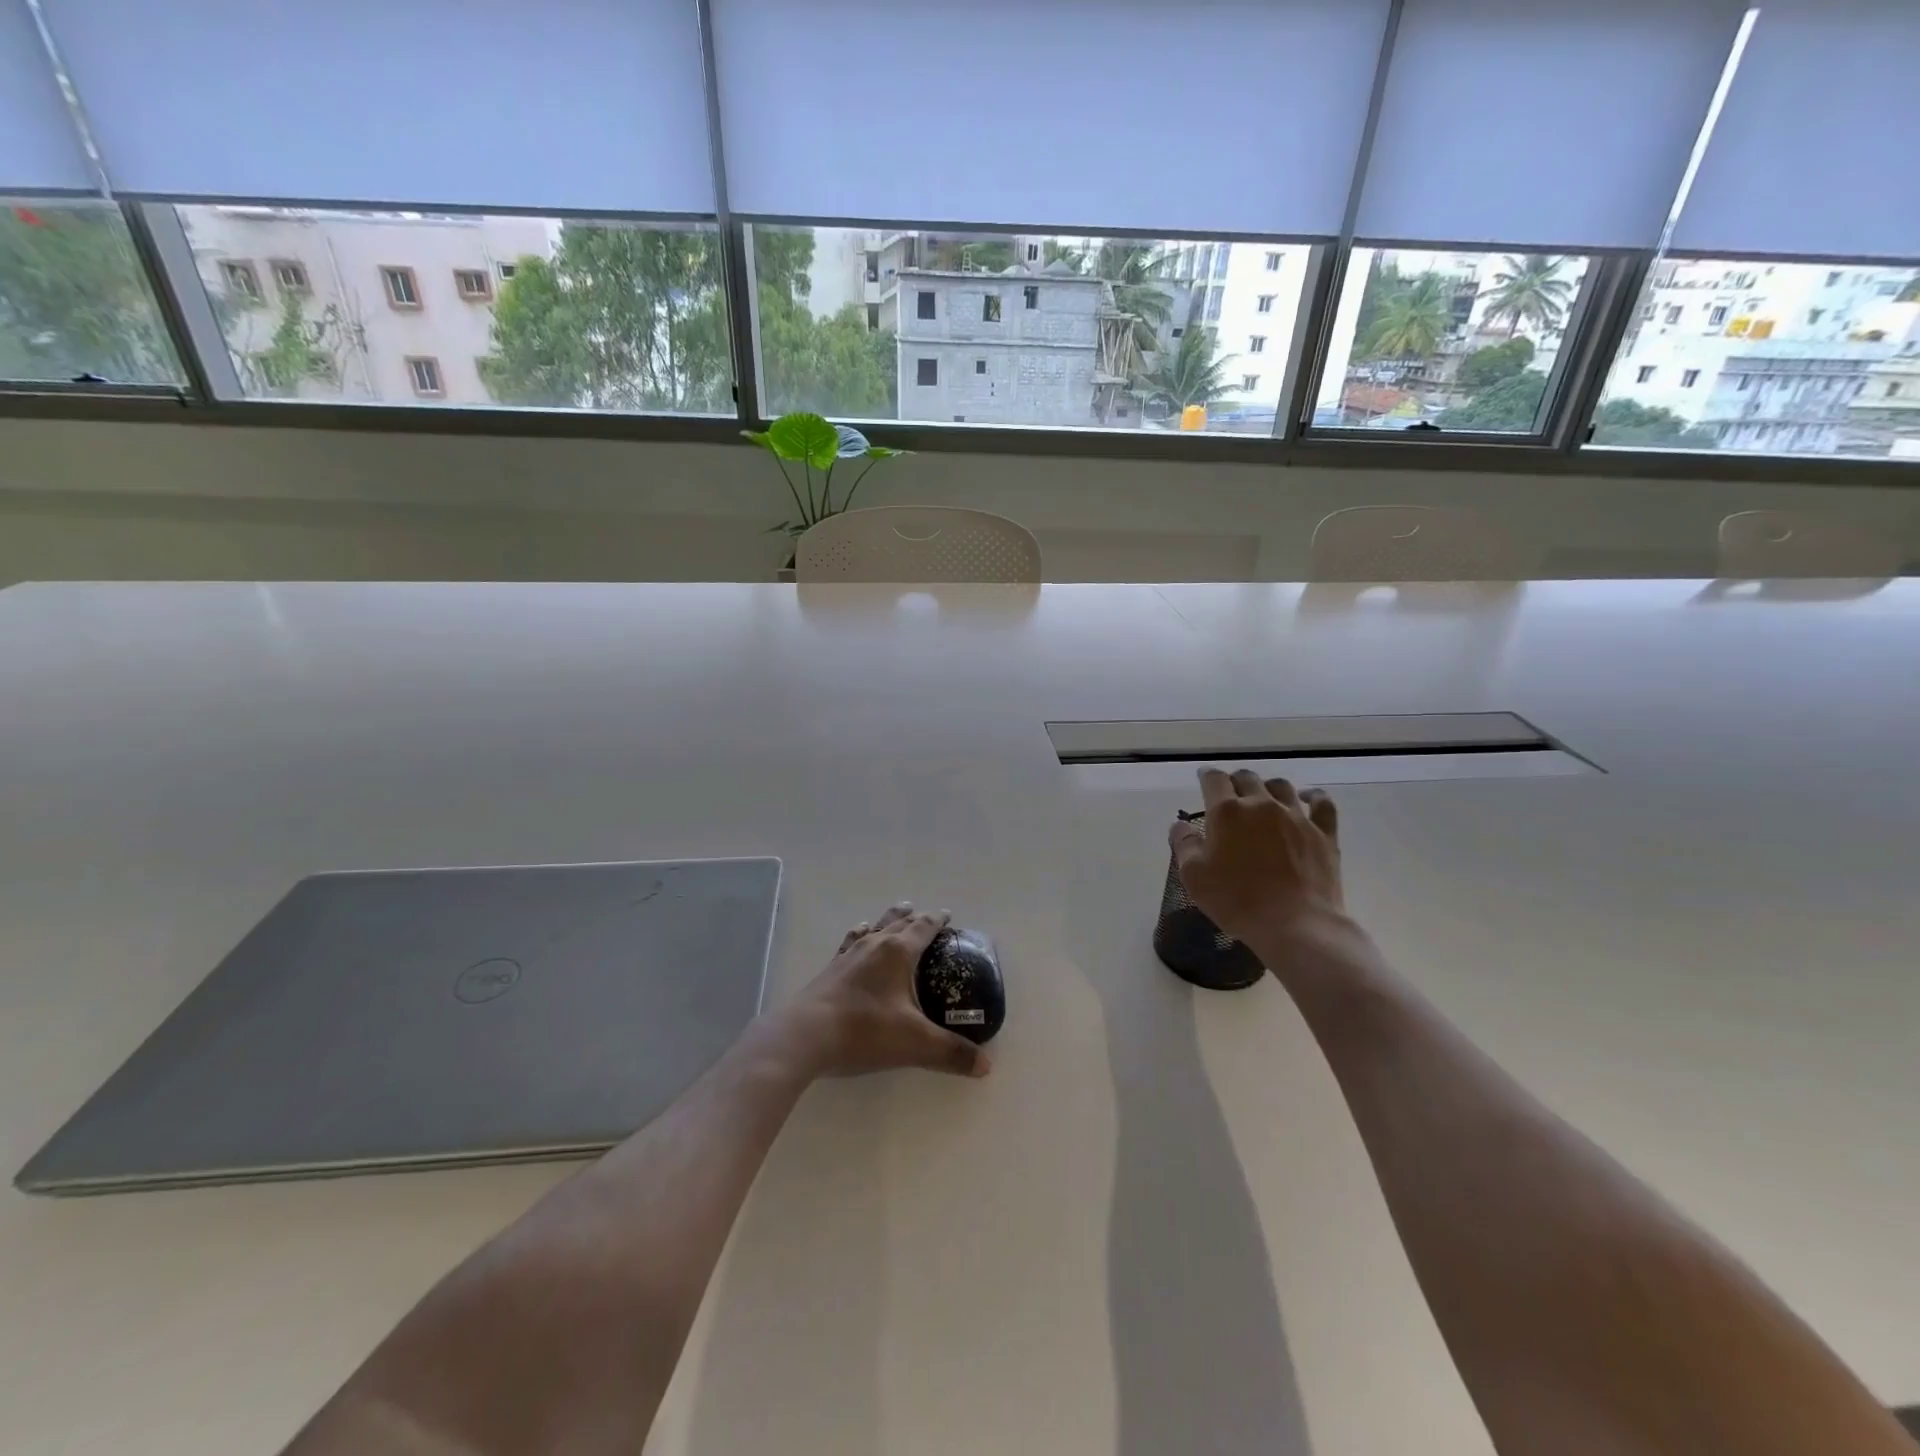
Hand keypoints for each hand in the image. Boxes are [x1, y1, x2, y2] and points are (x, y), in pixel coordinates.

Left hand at [781, 904, 990, 1080]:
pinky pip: (851, 941)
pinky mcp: (831, 969)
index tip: (948, 916)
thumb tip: (985, 1066)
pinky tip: (858, 934)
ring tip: (897, 914)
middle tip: (926, 916)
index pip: (923, 927)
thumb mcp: (915, 1043)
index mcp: (898, 952)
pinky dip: (860, 934)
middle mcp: (875, 944)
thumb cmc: (865, 1031)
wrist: (806, 1035)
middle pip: (899, 921)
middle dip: (915, 917)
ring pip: (874, 927)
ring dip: (889, 920)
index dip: (937, 920)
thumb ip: (951, 1053)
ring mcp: (849, 954)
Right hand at [1170, 769, 1344, 951]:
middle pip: (1247, 778)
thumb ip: (1184, 844)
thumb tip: (1180, 825)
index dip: (1207, 776)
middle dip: (1235, 781)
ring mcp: (1296, 817)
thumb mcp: (1194, 876)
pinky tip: (1306, 798)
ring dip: (1268, 786)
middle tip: (1230, 793)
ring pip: (1281, 786)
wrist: (1295, 925)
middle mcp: (1262, 805)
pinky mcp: (1323, 833)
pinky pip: (1321, 803)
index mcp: (1227, 812)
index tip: (1204, 778)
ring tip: (1263, 796)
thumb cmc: (1236, 900)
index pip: (1214, 780)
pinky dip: (1312, 796)